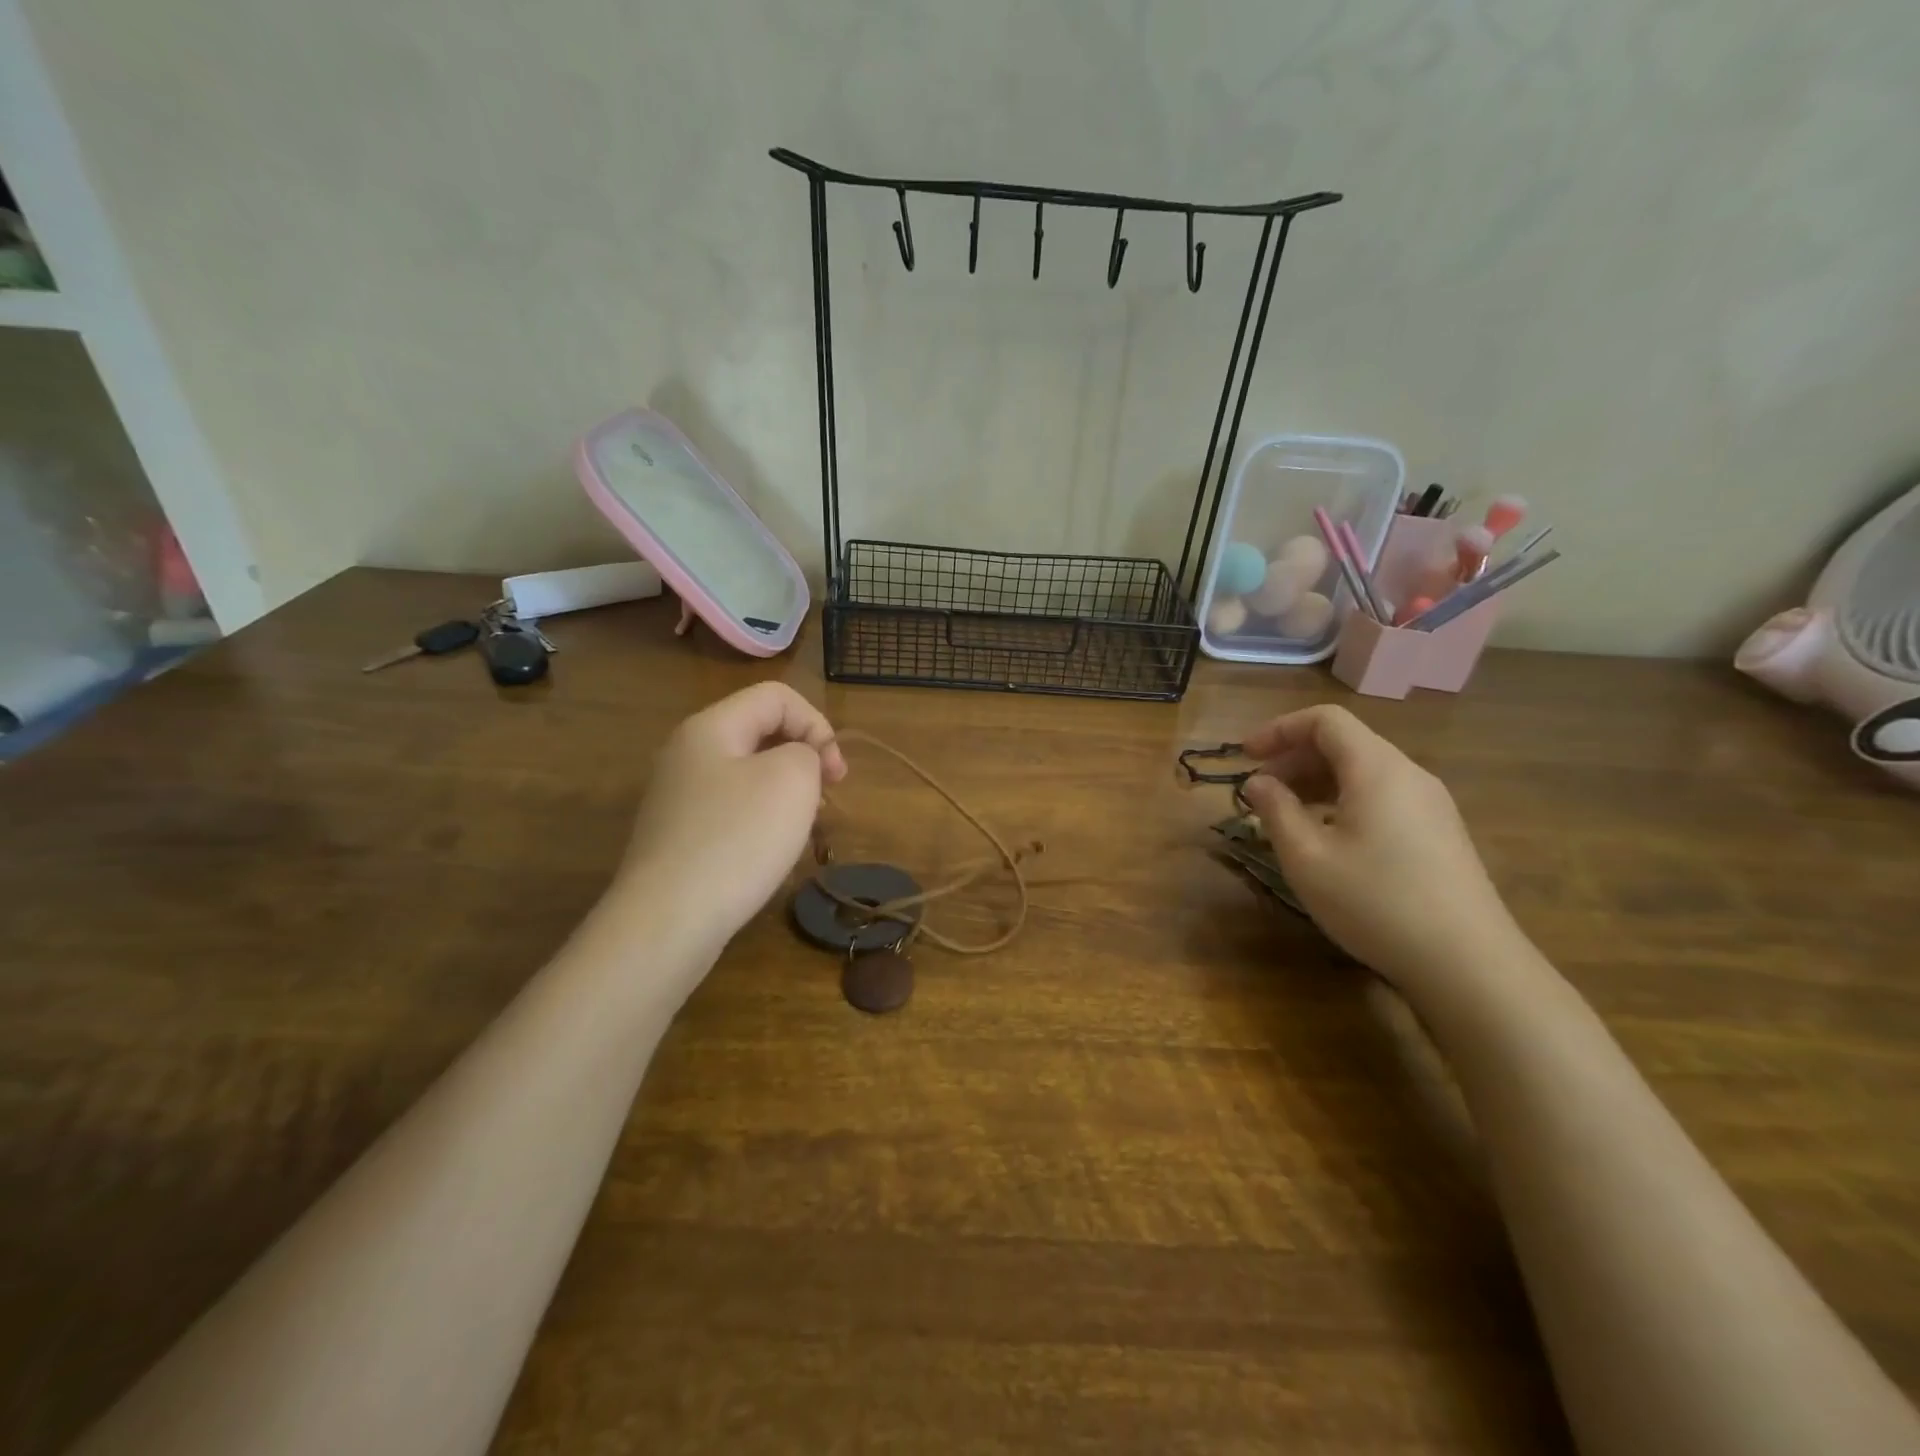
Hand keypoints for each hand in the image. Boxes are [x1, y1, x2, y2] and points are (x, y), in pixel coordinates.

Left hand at [615, 682, 847, 946]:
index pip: (776, 697)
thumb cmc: (737, 839)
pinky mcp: (678, 836)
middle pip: (760, 733)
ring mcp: (678, 797)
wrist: (668, 920)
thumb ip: (807, 752)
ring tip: (802, 828)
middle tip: (825, 798)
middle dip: (804, 758)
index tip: (836, 774)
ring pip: (748, 774)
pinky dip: (761, 820)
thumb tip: (797, 762)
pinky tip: (769, 852)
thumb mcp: (792, 779)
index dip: (817, 724)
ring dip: (785, 792)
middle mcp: (687, 753)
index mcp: (711, 727)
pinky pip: (731, 810)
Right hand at [1239, 705, 1526, 989]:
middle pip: (1345, 743)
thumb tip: (1258, 783)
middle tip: (1258, 791)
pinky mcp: (1440, 834)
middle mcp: (1408, 775)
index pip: (1325, 720)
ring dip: (1317, 782)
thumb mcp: (1307, 858)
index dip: (1279, 729)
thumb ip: (1276, 811)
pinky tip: (1327, 839)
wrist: (1469, 965)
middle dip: (1293, 758)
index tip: (1245, 756)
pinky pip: (1382, 797)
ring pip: (1364, 772)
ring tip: (1285, 815)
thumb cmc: (1376, 902)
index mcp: (1377, 769)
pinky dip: (1343, 801)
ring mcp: (1430, 805)